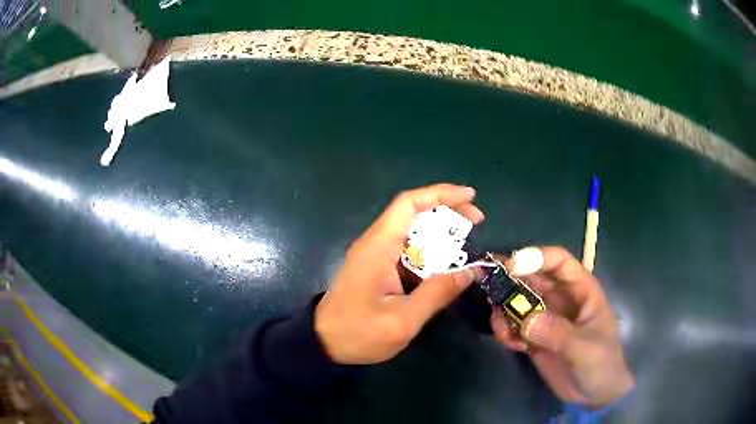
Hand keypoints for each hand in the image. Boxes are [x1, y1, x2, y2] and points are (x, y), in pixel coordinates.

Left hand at [315, 184, 484, 364]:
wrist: (324, 344)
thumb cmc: (358, 333)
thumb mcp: (402, 319)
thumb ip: (438, 293)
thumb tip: (471, 271)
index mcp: (378, 246)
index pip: (409, 204)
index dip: (440, 194)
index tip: (470, 197)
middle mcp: (376, 243)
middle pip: (413, 214)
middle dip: (447, 213)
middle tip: (477, 223)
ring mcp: (376, 255)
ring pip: (413, 233)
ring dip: (441, 235)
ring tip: (468, 244)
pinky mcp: (378, 268)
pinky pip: (408, 252)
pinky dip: (431, 253)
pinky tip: (447, 265)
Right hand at [490, 247, 633, 407]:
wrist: (595, 394)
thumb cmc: (601, 363)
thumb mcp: (584, 348)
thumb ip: (557, 333)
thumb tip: (525, 320)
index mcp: (581, 290)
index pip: (559, 261)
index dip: (536, 258)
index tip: (509, 267)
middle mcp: (561, 298)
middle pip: (532, 278)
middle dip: (509, 282)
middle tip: (487, 289)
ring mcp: (547, 318)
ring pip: (518, 302)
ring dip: (504, 312)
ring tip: (503, 332)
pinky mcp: (535, 337)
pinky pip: (514, 326)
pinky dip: (506, 332)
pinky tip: (512, 346)